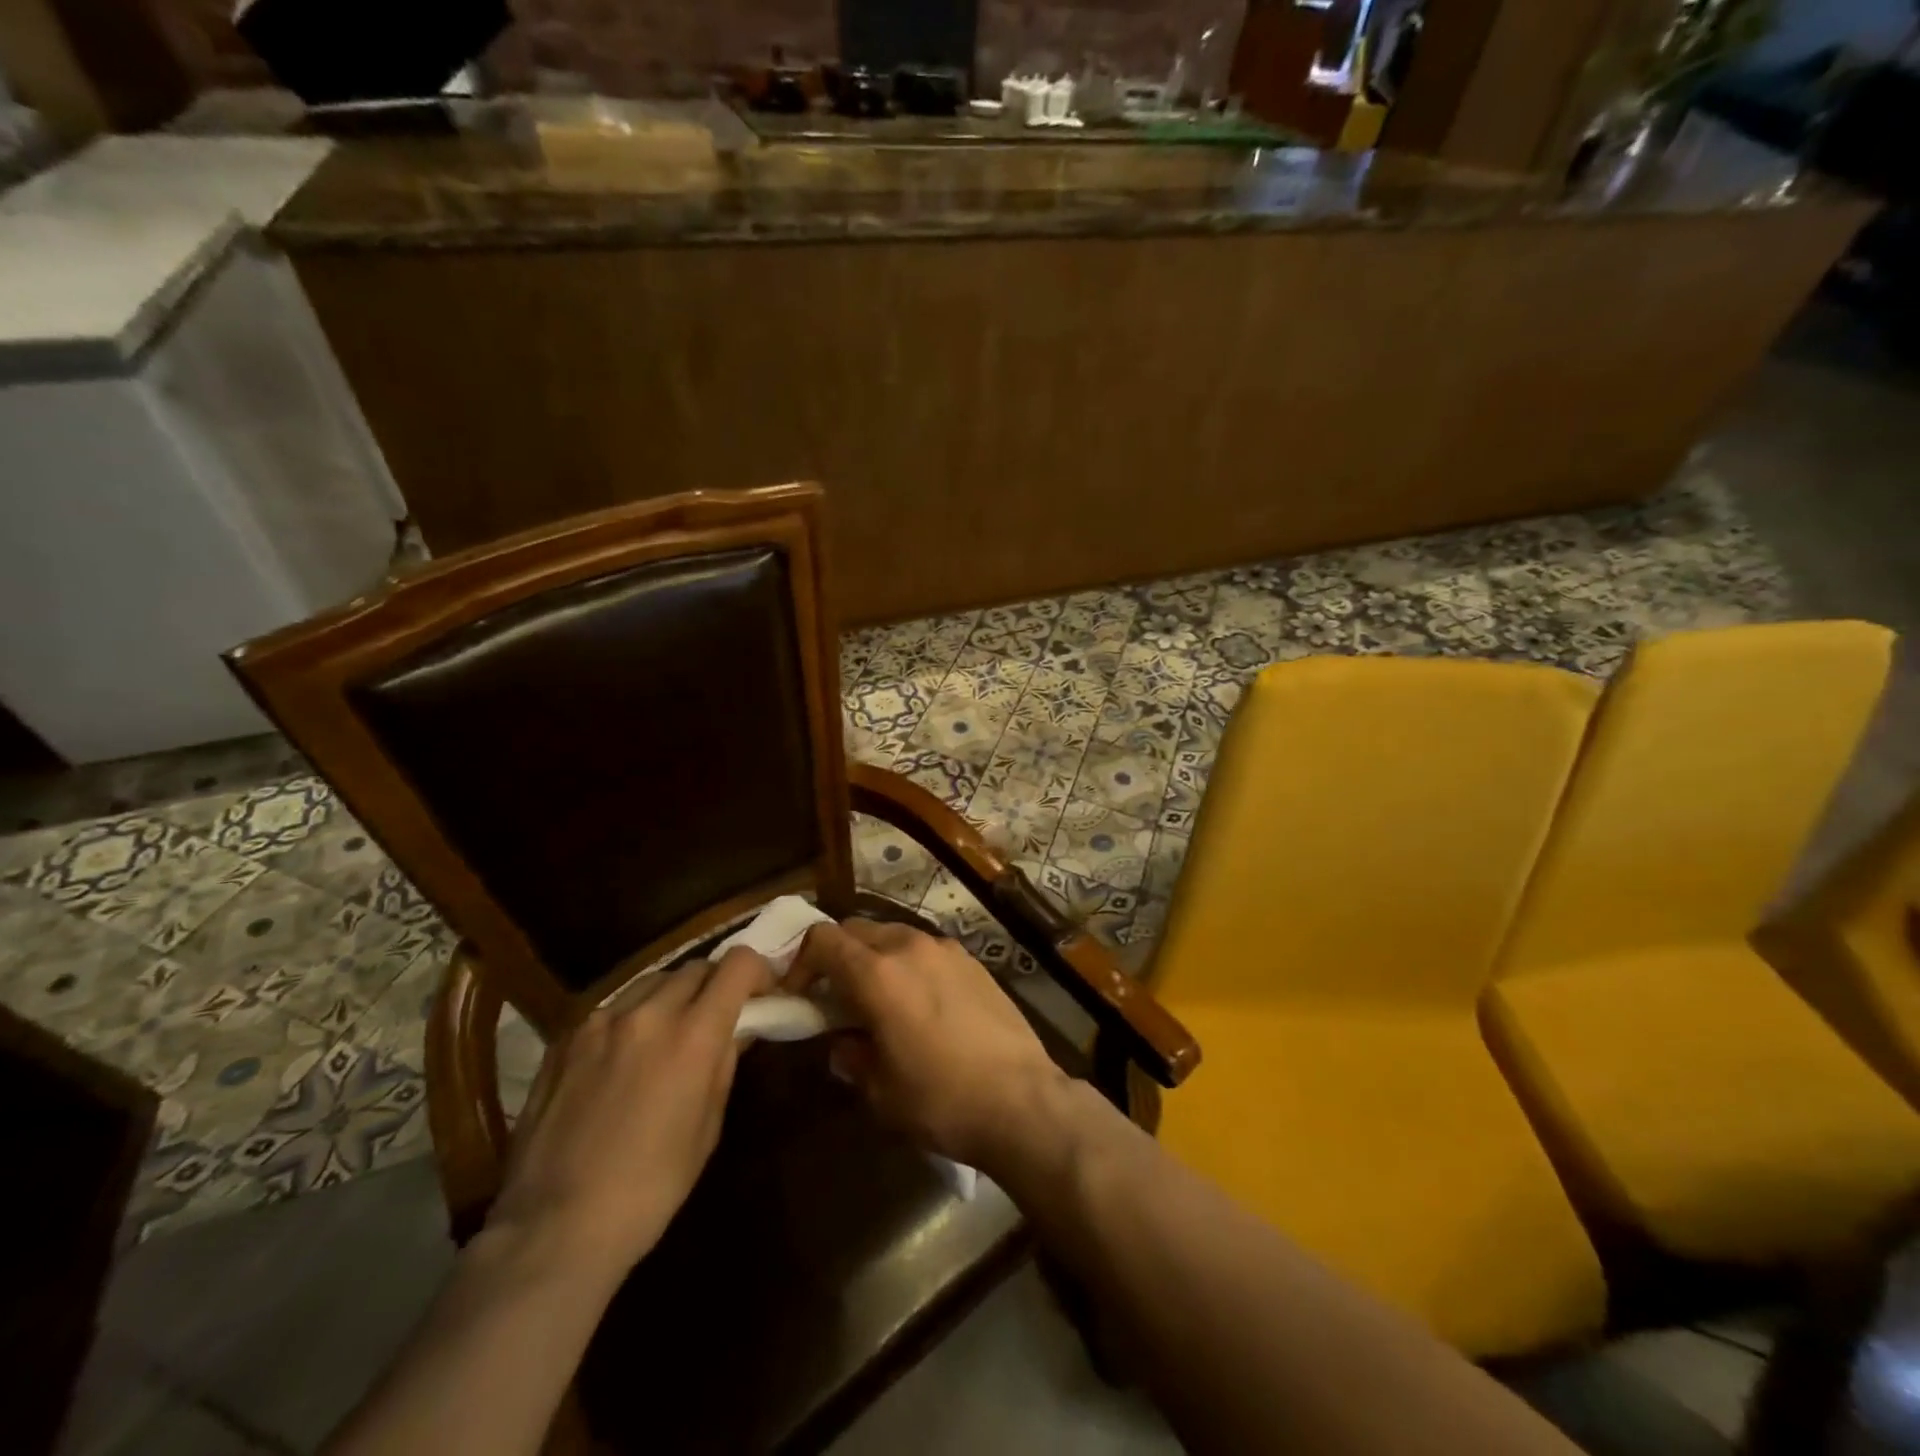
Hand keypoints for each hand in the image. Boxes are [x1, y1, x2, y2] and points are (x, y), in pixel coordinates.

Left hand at [484, 947, 772, 1277]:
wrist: (554, 1228)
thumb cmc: (650, 1188)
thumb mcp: (707, 1127)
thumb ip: (724, 1064)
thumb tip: (737, 1029)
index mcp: (692, 1035)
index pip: (738, 964)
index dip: (758, 971)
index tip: (762, 995)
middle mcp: (648, 1013)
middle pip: (696, 968)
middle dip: (716, 985)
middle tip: (718, 1018)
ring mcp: (600, 1021)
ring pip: (652, 981)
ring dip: (672, 997)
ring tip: (669, 1034)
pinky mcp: (565, 1038)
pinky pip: (612, 1008)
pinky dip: (632, 1018)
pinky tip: (624, 1057)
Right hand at [786, 919, 1067, 1168]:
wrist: (1022, 1100)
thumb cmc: (941, 1099)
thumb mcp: (880, 1092)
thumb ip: (852, 1056)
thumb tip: (844, 1042)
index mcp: (878, 974)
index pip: (823, 940)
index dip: (800, 962)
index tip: (798, 994)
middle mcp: (910, 947)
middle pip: (857, 929)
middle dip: (837, 956)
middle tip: (835, 997)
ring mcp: (946, 949)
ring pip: (894, 935)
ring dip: (875, 958)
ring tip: (879, 1000)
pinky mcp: (973, 961)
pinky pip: (926, 950)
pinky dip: (909, 964)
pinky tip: (920, 1003)